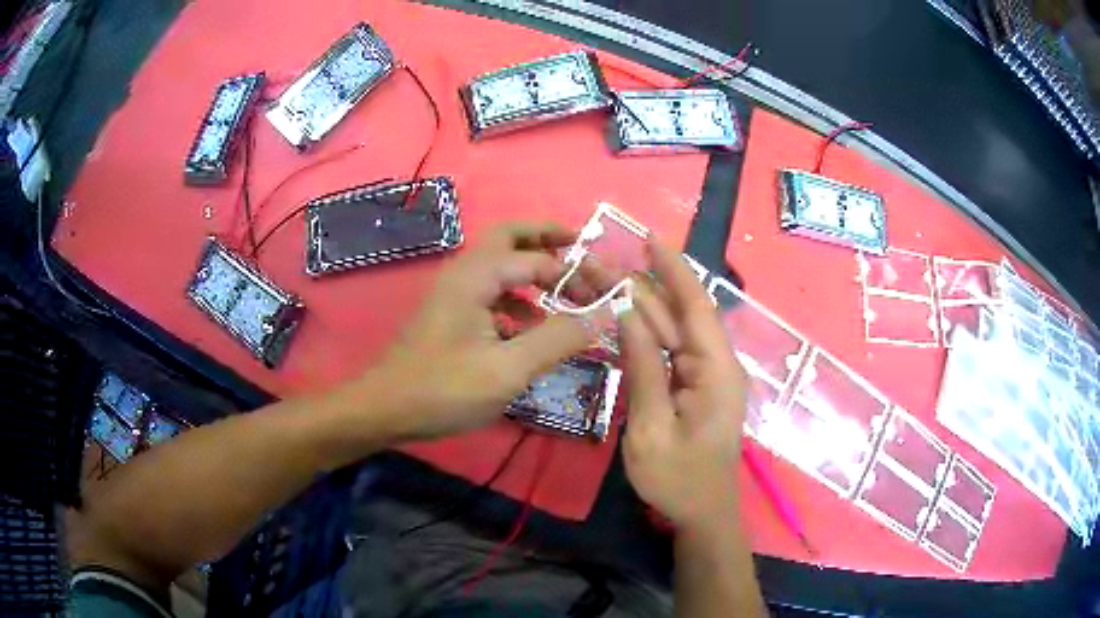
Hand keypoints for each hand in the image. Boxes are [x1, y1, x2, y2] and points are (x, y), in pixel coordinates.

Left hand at [372, 223, 593, 438]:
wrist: (385, 409)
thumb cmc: (443, 389)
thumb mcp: (508, 369)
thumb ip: (558, 339)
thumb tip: (603, 314)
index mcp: (476, 276)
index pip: (538, 259)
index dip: (576, 273)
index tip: (606, 294)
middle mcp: (464, 274)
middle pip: (510, 238)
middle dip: (547, 238)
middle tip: (580, 246)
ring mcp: (454, 294)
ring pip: (499, 265)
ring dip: (532, 270)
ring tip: (565, 293)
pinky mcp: (450, 315)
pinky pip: (490, 293)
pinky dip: (516, 299)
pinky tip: (531, 327)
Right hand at [619, 240, 748, 529]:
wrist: (701, 514)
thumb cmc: (679, 479)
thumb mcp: (653, 428)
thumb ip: (644, 369)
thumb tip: (628, 313)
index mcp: (715, 370)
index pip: (695, 306)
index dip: (673, 269)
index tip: (649, 239)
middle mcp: (715, 364)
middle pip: (678, 314)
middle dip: (642, 286)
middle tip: (599, 264)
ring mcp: (704, 377)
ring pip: (671, 331)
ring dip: (640, 307)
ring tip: (602, 281)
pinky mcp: (692, 389)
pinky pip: (668, 353)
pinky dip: (644, 334)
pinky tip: (621, 317)